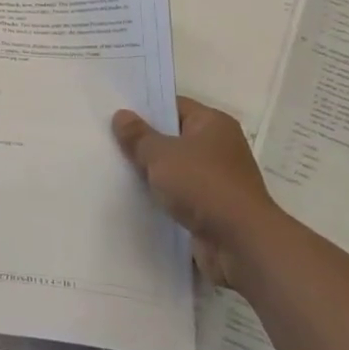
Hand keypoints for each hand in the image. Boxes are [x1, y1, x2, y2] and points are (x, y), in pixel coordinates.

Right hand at [112, 96, 277, 287]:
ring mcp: (217, 179)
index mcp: (213, 123)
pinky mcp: (212, 207)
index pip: (174, 106)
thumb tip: (121, 115)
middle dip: (144, 142)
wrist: (241, 243)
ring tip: (115, 168)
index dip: (145, 109)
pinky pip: (180, 194)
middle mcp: (219, 147)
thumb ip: (138, 135)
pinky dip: (162, 196)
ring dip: (152, 172)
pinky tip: (135, 197)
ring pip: (175, 168)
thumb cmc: (203, 185)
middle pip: (173, 137)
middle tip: (108, 140)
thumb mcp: (161, 155)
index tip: (115, 115)